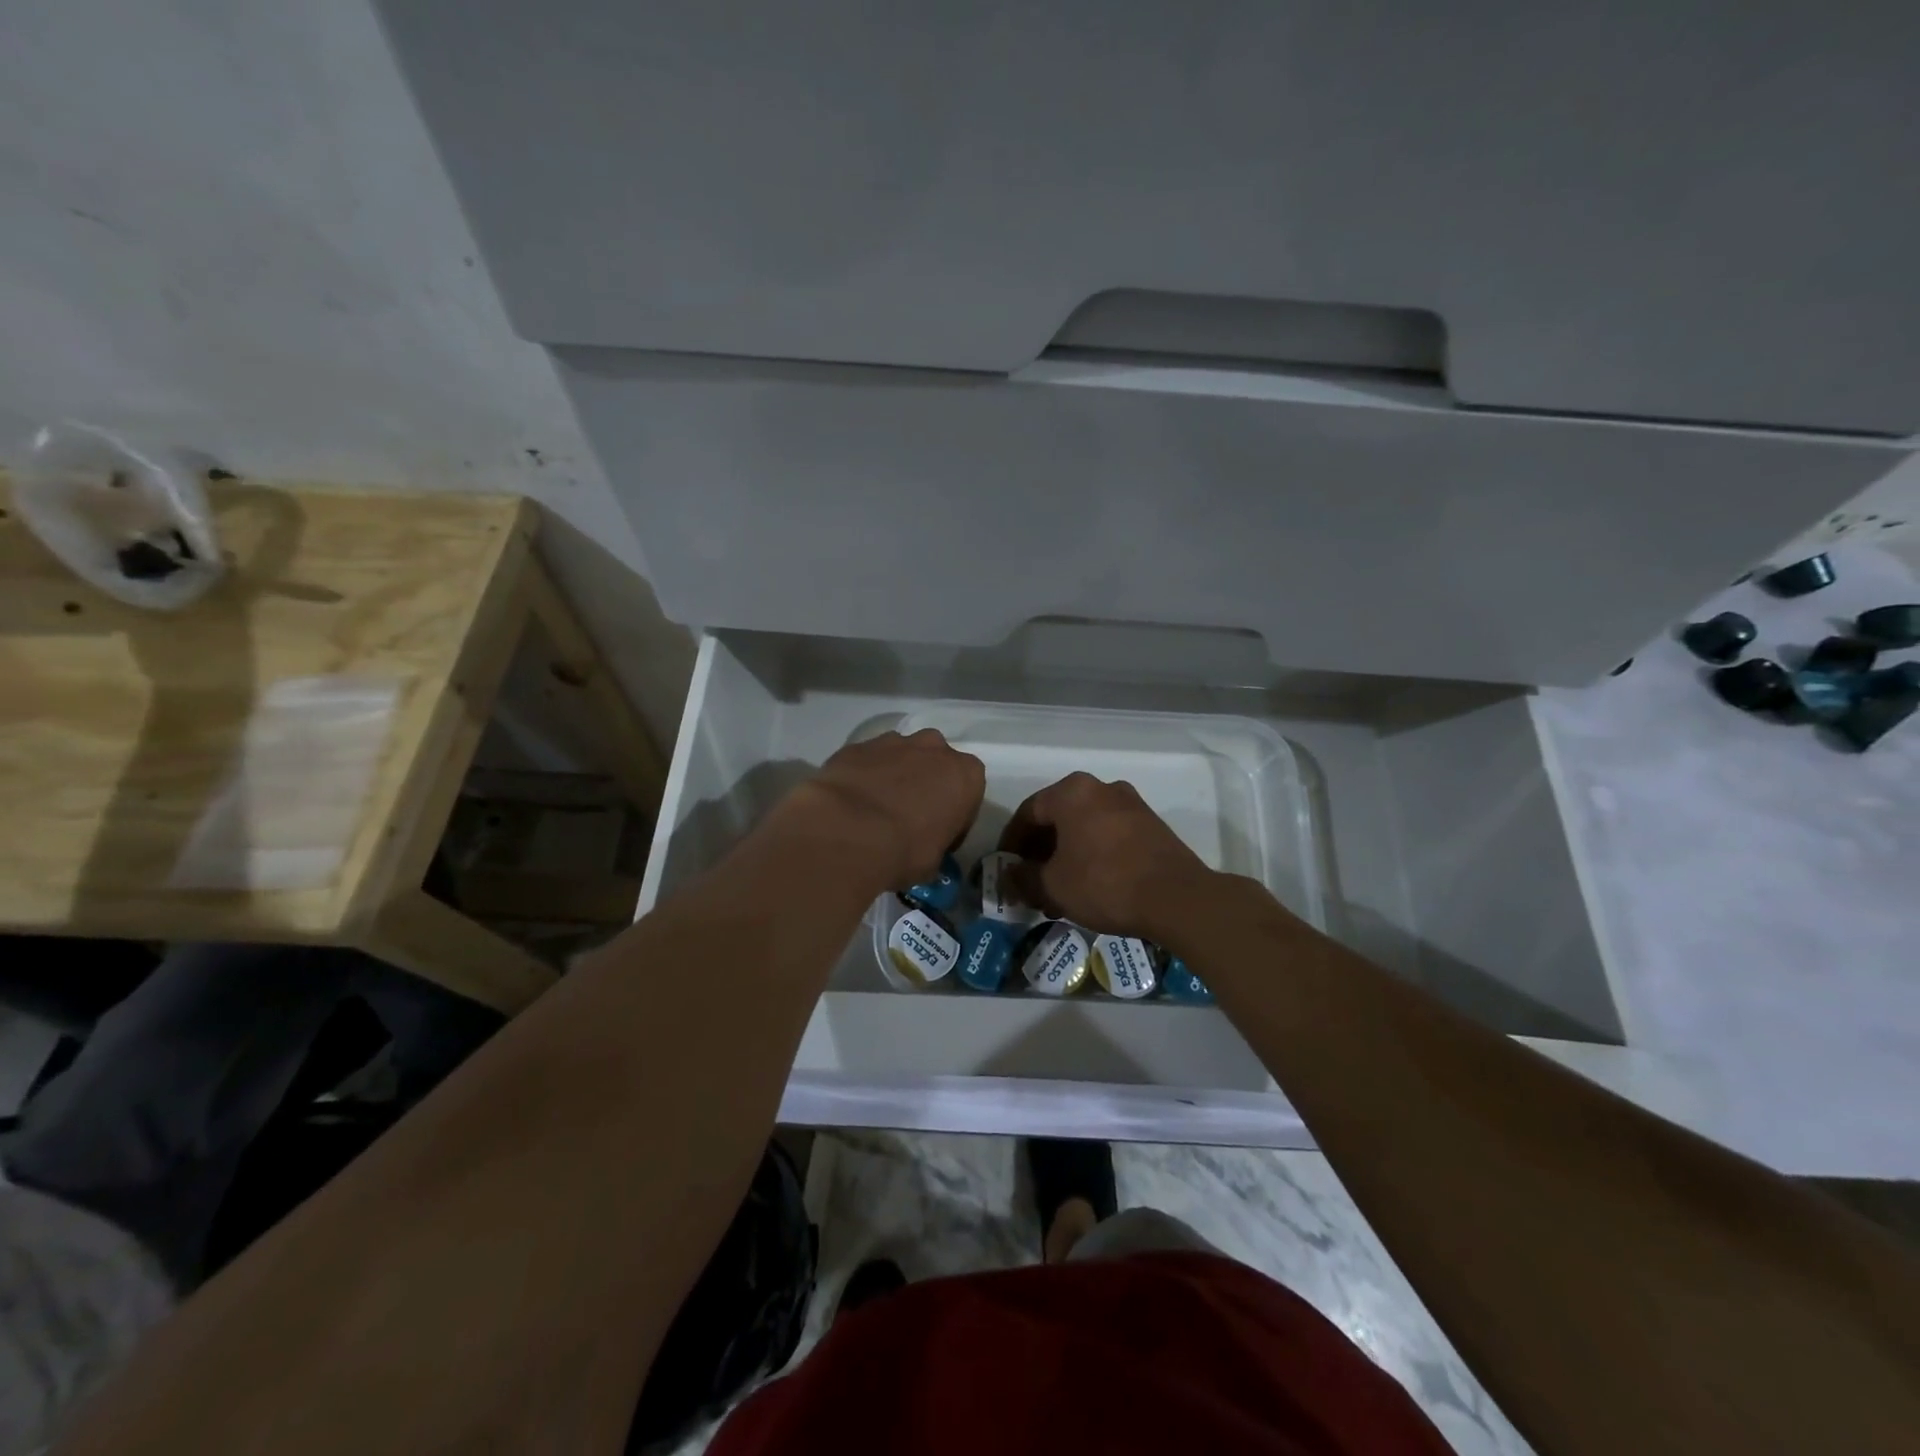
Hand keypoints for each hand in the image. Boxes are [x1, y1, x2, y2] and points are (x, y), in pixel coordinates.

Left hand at [786, 729, 984, 891]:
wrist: (847, 831)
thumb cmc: (904, 851)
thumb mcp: (933, 863)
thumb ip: (935, 847)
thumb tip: (924, 853)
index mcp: (965, 775)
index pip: (968, 793)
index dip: (954, 816)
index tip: (939, 835)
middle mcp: (934, 748)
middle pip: (935, 764)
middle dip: (926, 784)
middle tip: (909, 818)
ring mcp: (894, 742)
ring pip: (901, 757)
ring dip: (895, 776)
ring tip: (876, 810)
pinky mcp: (857, 745)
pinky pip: (868, 761)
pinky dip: (864, 776)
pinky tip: (851, 803)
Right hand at [999, 772, 1213, 939]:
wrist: (1177, 899)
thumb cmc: (1104, 883)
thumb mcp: (1052, 886)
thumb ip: (1023, 878)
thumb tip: (1009, 876)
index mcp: (1072, 792)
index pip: (1028, 812)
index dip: (1011, 842)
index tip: (1005, 868)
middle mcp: (1101, 787)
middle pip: (1058, 817)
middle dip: (1040, 851)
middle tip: (1030, 881)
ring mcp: (1130, 804)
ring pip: (1084, 827)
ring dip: (1066, 855)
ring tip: (1059, 889)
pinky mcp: (1151, 825)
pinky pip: (1108, 835)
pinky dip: (1092, 854)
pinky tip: (1089, 885)